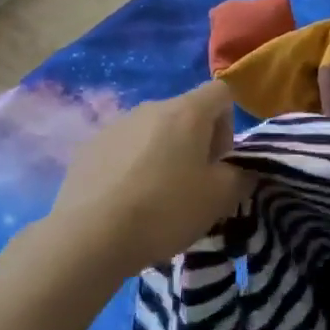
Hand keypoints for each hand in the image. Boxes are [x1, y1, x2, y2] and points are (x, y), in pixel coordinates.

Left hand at [48, 81, 252, 279]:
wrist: (89, 237)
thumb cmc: (164, 210)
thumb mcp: (218, 199)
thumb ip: (240, 177)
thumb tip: (241, 171)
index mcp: (187, 111)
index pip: (221, 92)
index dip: (228, 123)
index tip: (219, 160)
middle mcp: (151, 107)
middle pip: (185, 112)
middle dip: (195, 142)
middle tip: (192, 184)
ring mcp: (116, 124)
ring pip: (152, 131)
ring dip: (162, 153)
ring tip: (155, 197)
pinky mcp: (89, 147)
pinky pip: (123, 148)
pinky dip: (131, 166)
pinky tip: (124, 202)